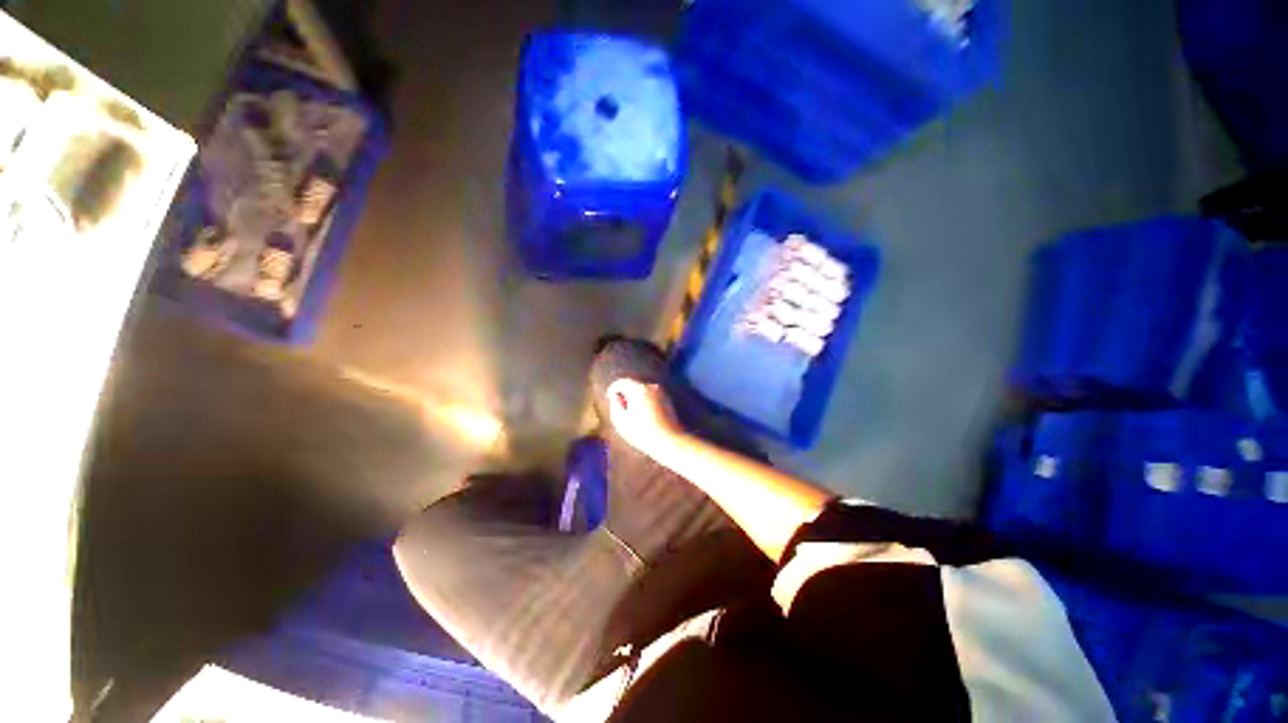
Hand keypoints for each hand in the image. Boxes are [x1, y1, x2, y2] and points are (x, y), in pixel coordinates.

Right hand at [605, 379, 682, 456]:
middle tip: (620, 408)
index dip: (613, 389)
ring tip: (632, 415)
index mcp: (638, 388)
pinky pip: (652, 398)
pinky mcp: (668, 401)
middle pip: (633, 386)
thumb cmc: (641, 432)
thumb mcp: (620, 421)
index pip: (621, 382)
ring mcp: (662, 393)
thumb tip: (616, 397)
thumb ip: (614, 405)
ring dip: (636, 399)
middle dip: (625, 395)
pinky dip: (646, 403)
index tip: (609, 398)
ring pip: (643, 392)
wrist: (669, 441)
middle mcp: (651, 386)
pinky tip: (644, 417)